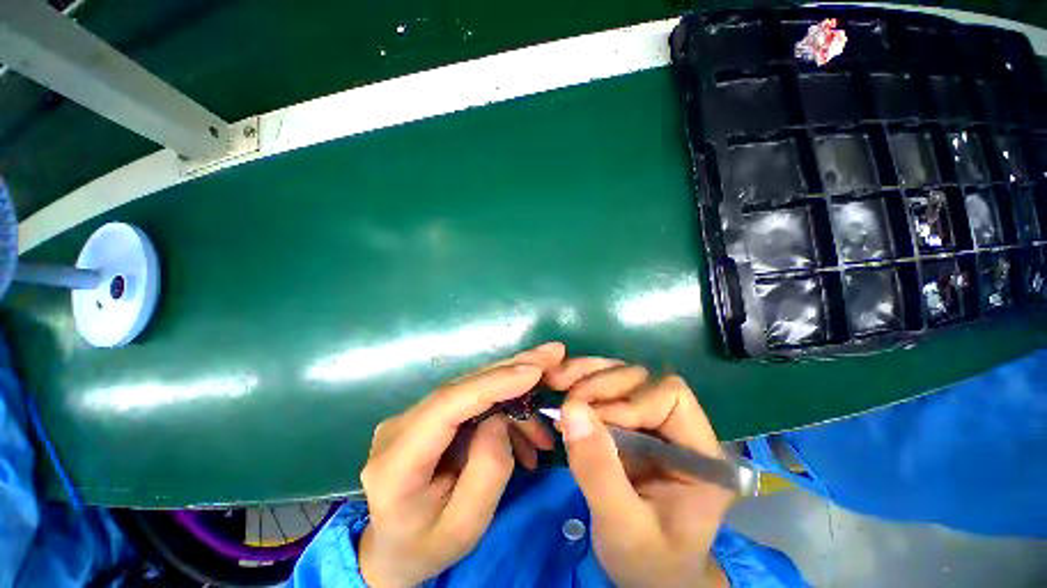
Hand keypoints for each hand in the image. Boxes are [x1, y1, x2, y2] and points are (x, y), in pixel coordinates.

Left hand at [358, 342, 563, 586]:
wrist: (391, 551)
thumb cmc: (425, 547)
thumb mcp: (464, 528)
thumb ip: (487, 471)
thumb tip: (500, 419)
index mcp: (398, 459)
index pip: (449, 404)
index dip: (494, 382)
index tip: (535, 370)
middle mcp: (401, 424)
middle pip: (463, 384)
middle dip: (512, 368)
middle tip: (553, 355)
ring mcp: (414, 416)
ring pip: (472, 389)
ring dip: (513, 395)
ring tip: (544, 426)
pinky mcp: (428, 416)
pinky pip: (472, 401)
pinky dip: (502, 409)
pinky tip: (523, 435)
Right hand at [546, 358, 733, 587]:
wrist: (647, 573)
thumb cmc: (647, 561)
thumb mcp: (623, 528)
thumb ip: (599, 473)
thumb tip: (571, 409)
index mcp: (700, 454)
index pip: (672, 397)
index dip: (631, 402)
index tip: (597, 424)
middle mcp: (679, 427)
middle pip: (643, 380)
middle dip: (603, 386)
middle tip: (568, 402)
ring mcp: (653, 421)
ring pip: (622, 376)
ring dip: (589, 378)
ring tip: (560, 387)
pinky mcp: (630, 422)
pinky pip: (607, 389)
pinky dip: (583, 384)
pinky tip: (564, 392)